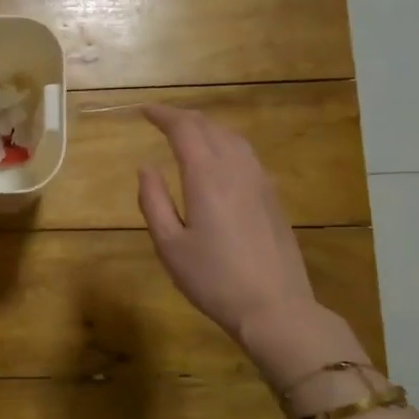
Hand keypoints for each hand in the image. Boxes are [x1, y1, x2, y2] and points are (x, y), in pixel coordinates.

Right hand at [137, 104, 368, 385]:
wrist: (274, 308)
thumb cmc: (213, 279)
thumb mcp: (169, 245)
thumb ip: (154, 201)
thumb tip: (146, 168)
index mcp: (207, 177)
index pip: (184, 128)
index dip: (163, 115)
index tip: (144, 111)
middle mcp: (237, 169)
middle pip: (210, 127)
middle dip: (183, 118)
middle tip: (161, 120)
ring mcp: (260, 181)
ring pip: (233, 138)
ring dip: (207, 128)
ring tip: (188, 134)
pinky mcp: (273, 197)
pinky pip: (247, 155)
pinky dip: (226, 144)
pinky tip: (219, 160)